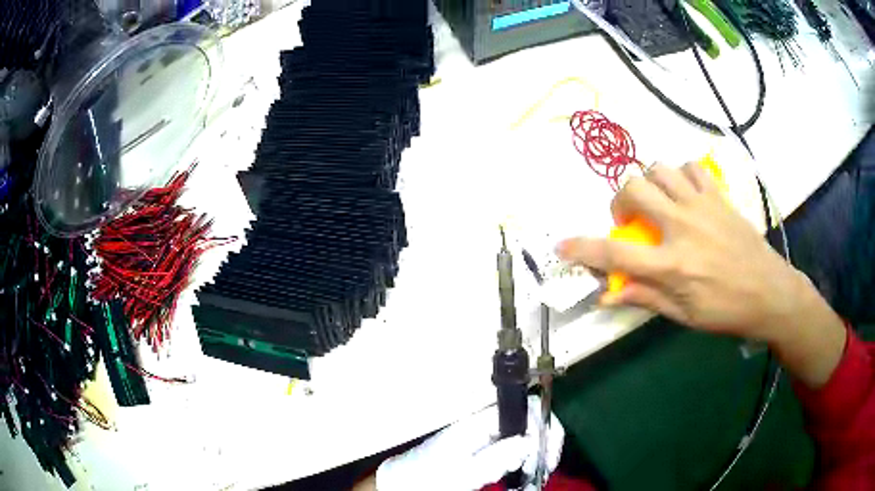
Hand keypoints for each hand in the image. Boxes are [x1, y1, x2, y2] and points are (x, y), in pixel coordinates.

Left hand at [372, 395, 563, 490]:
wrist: (402, 482)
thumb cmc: (427, 477)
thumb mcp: (463, 473)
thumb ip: (497, 457)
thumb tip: (531, 442)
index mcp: (479, 423)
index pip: (526, 408)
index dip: (545, 428)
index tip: (547, 455)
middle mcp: (484, 424)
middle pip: (529, 422)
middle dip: (542, 445)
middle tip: (541, 470)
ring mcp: (483, 435)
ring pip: (522, 437)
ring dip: (533, 455)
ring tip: (531, 476)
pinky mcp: (481, 447)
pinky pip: (510, 449)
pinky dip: (521, 461)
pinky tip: (518, 476)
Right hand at [557, 163, 807, 339]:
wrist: (769, 292)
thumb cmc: (726, 311)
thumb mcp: (684, 316)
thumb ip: (646, 298)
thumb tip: (609, 293)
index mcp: (672, 265)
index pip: (616, 253)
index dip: (583, 248)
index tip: (562, 245)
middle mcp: (682, 227)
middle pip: (634, 189)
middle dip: (620, 201)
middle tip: (630, 220)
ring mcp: (701, 205)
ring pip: (659, 168)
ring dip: (649, 183)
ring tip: (657, 203)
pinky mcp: (718, 196)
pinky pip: (691, 167)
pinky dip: (680, 175)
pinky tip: (684, 193)